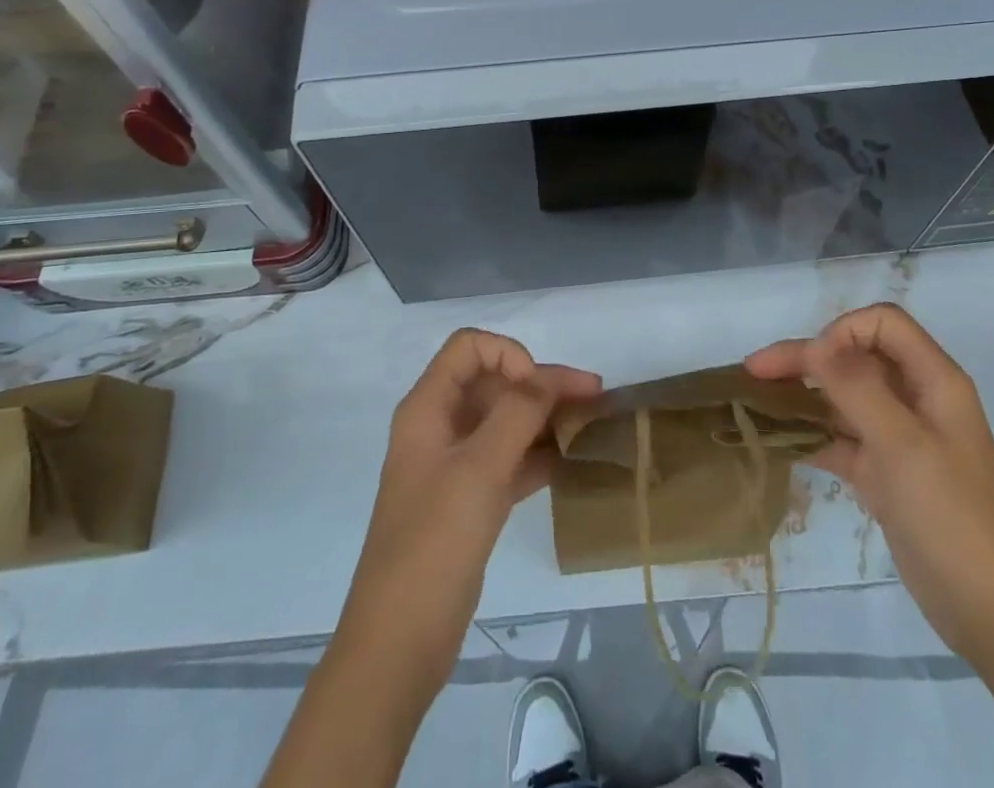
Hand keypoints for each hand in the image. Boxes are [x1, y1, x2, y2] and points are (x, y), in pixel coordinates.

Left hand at [339, 329, 600, 681]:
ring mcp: (454, 466)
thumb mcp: (479, 469)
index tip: (537, 390)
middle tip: (595, 397)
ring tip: (592, 425)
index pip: (470, 348)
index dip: (508, 355)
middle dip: (542, 384)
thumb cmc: (434, 544)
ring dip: (545, 418)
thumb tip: (546, 377)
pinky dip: (537, 454)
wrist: (398, 644)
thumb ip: (517, 413)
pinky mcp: (469, 501)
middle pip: (494, 383)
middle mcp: (440, 427)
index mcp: (428, 408)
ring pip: (505, 422)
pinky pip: (508, 460)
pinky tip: (571, 462)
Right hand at [746, 304, 993, 662]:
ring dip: (804, 395)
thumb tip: (815, 343)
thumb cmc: (954, 518)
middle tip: (754, 372)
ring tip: (756, 403)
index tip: (812, 365)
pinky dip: (811, 436)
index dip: (843, 332)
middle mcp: (916, 400)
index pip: (883, 325)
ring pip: (844, 398)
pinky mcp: (886, 475)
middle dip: (807, 359)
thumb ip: (856, 387)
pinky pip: (842, 439)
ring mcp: (900, 439)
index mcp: (934, 381)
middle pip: (855, 358)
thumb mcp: (903, 445)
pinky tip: (778, 442)